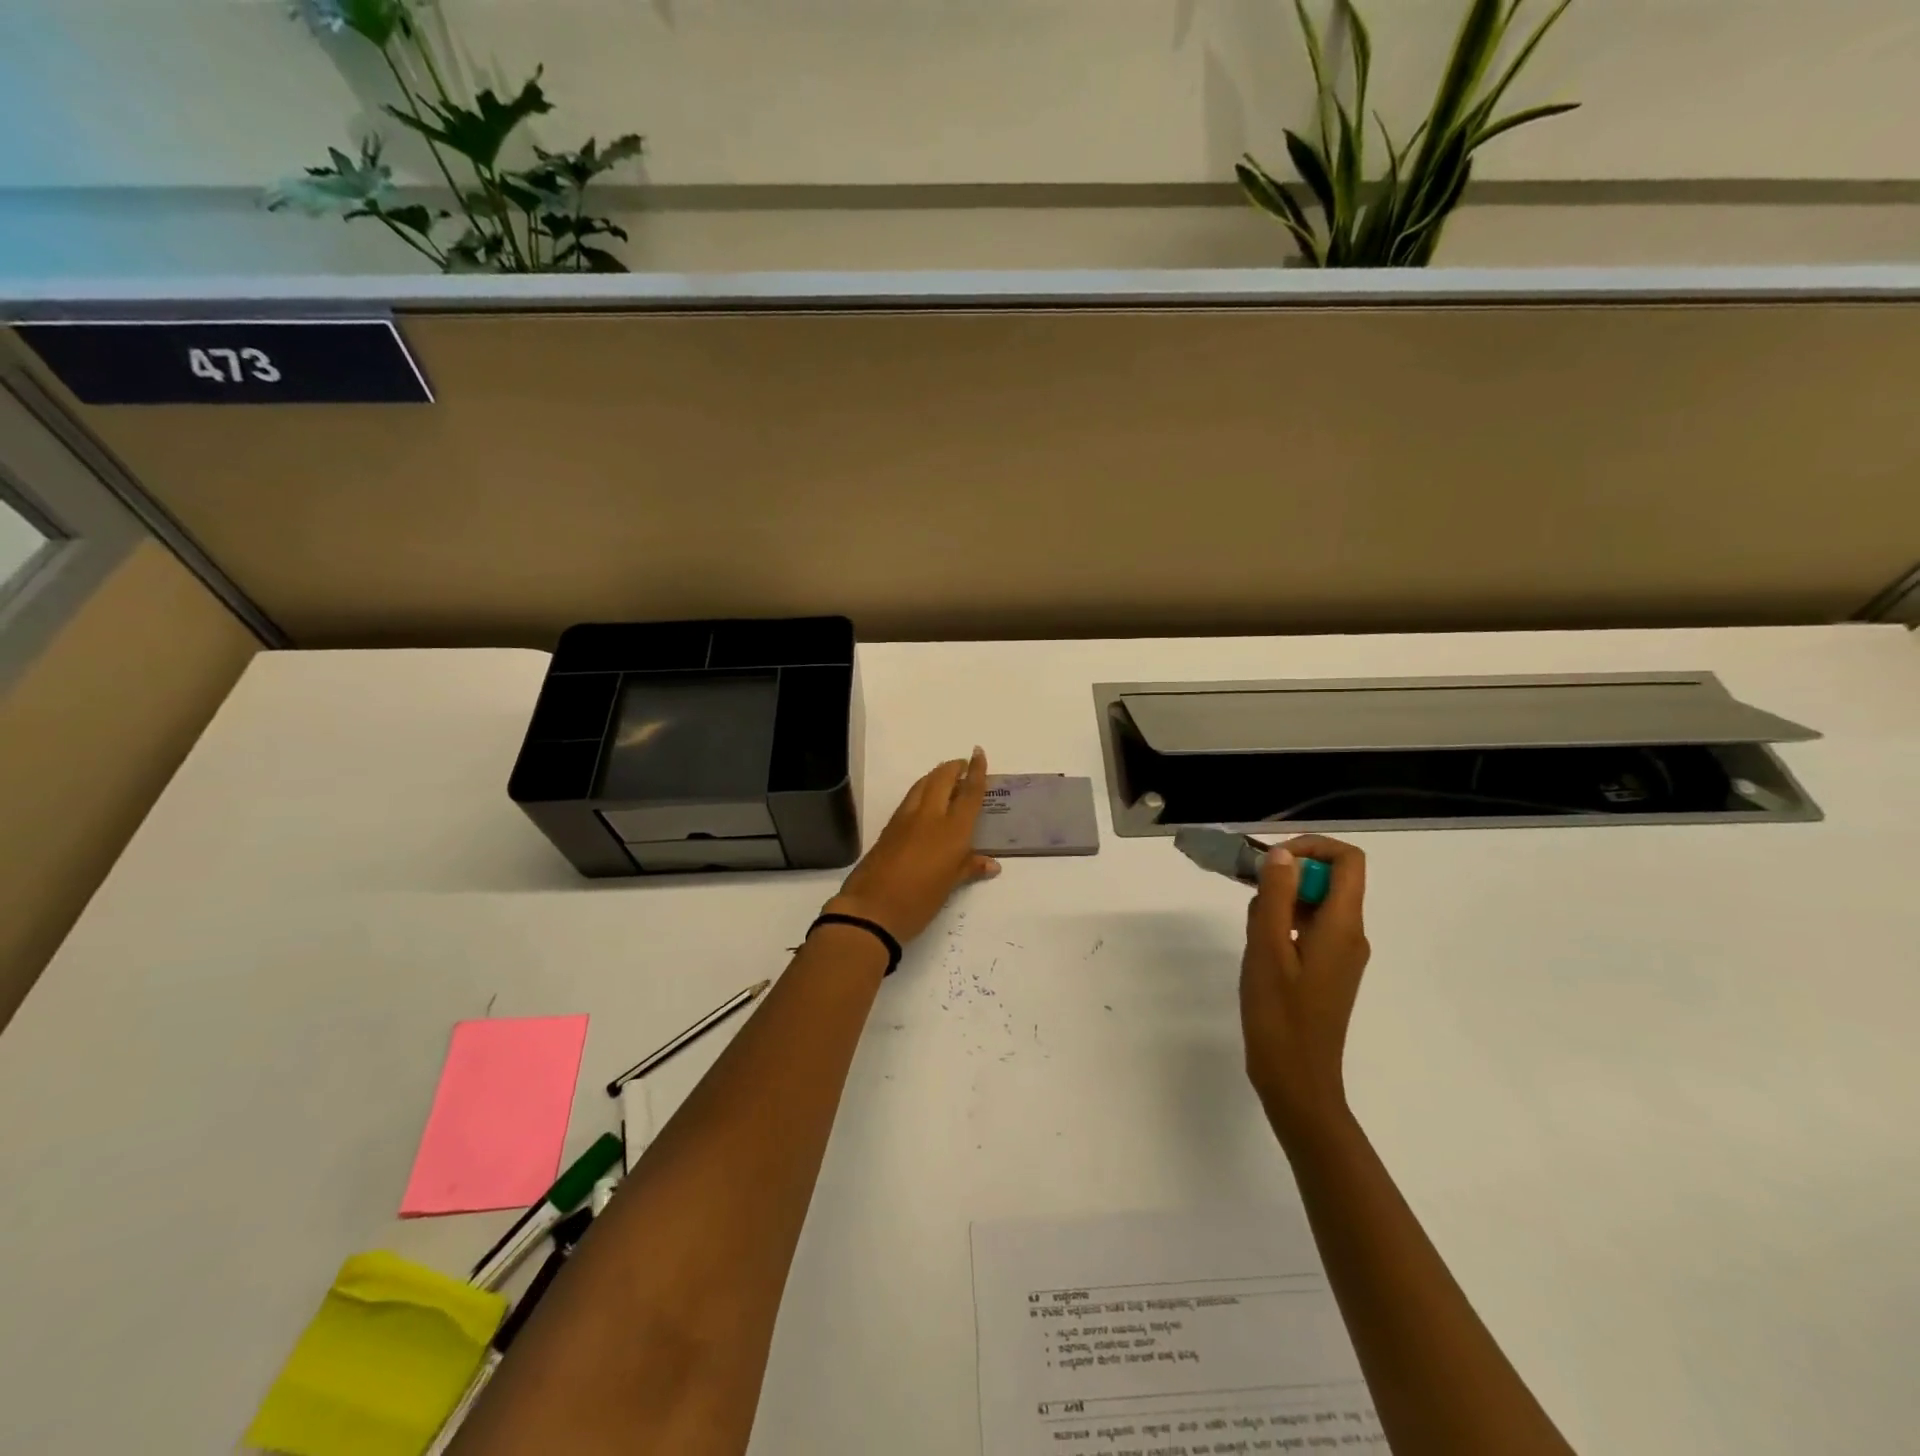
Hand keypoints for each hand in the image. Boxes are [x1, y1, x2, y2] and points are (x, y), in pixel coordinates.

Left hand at [825, 747, 1000, 943]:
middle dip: (953, 767)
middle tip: (962, 766)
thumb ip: (969, 868)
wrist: (871, 910)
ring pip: (922, 785)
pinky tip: (924, 801)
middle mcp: (930, 817)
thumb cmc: (919, 901)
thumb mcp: (950, 886)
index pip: (968, 792)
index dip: (976, 771)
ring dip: (935, 776)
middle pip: (942, 778)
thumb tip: (991, 864)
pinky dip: (921, 791)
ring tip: (945, 779)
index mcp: (952, 830)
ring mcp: (905, 819)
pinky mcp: (888, 828)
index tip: (978, 753)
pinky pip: (910, 799)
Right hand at [1239, 835, 1370, 1146]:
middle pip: (1331, 880)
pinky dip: (1284, 923)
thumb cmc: (1280, 1015)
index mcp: (1342, 926)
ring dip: (1282, 900)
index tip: (1273, 861)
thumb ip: (1275, 898)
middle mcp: (1350, 934)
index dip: (1312, 847)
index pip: (1348, 861)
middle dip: (1289, 874)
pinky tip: (1259, 947)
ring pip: (1316, 904)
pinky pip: (1310, 928)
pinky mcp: (1327, 970)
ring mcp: (1341, 954)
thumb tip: (1282, 855)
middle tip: (1249, 892)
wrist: (1297, 1080)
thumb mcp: (1267, 949)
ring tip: (1251, 928)